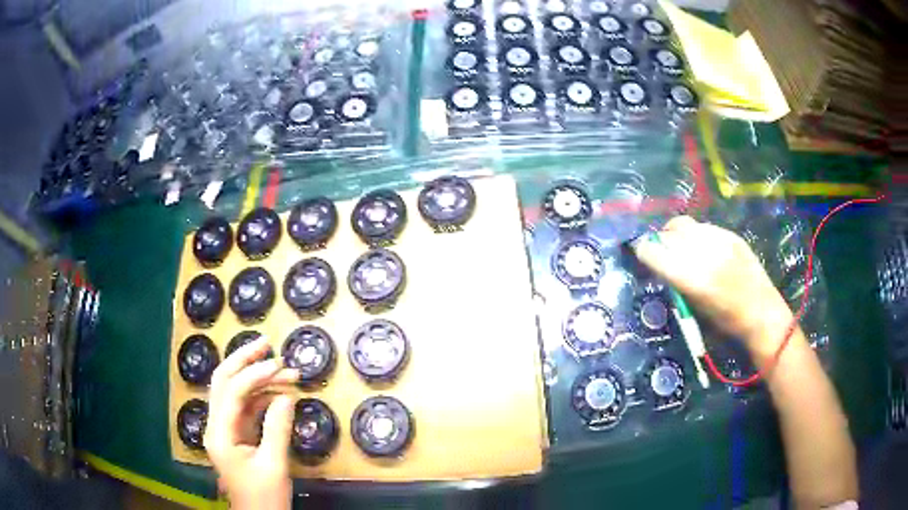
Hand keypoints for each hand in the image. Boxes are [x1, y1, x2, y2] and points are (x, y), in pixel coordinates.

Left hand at [204, 338, 298, 509]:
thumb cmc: (264, 496)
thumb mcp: (274, 465)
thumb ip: (278, 429)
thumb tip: (286, 395)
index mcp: (219, 433)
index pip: (232, 392)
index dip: (255, 374)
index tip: (280, 365)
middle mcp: (216, 425)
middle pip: (223, 382)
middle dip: (244, 360)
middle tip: (267, 344)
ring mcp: (225, 429)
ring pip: (235, 392)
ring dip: (257, 378)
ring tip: (285, 370)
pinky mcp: (236, 434)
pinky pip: (246, 407)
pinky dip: (262, 396)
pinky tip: (280, 392)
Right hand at [633, 216, 793, 356]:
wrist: (762, 313)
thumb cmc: (726, 323)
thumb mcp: (695, 308)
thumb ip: (676, 282)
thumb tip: (659, 262)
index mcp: (694, 279)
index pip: (656, 252)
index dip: (644, 250)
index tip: (640, 253)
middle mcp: (705, 254)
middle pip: (670, 233)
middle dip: (660, 240)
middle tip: (660, 251)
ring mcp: (721, 241)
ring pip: (686, 225)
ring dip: (677, 235)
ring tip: (681, 247)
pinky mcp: (732, 235)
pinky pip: (704, 227)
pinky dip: (696, 235)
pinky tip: (702, 248)